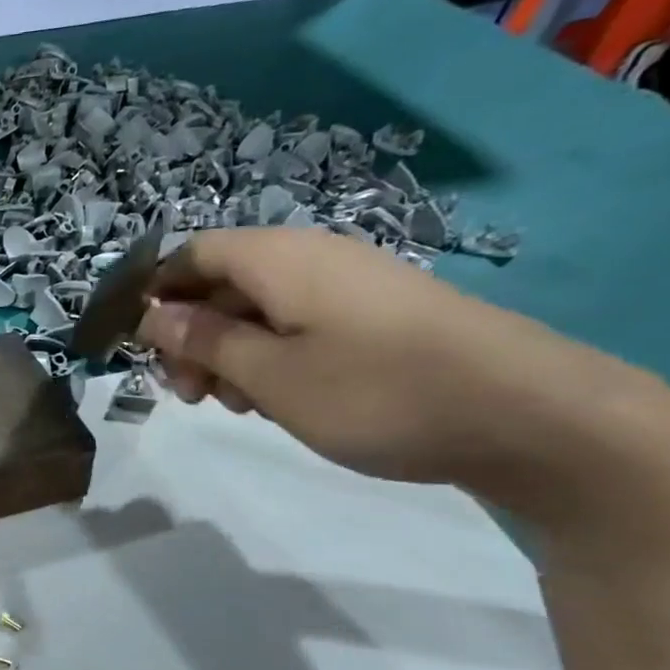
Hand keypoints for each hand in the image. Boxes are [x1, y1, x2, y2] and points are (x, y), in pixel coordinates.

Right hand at [134, 229, 628, 497]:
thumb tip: (150, 314)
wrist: (530, 415)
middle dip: (190, 336)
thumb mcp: (267, 373)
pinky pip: (299, 324)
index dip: (153, 294)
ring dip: (228, 354)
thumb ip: (201, 340)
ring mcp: (350, 285)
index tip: (139, 348)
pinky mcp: (378, 315)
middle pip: (221, 284)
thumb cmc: (375, 391)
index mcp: (278, 258)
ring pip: (258, 309)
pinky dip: (271, 357)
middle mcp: (312, 257)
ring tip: (235, 406)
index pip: (189, 254)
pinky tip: (278, 399)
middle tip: (188, 396)